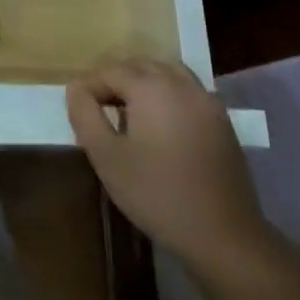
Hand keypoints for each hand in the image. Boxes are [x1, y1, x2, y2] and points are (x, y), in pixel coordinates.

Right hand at [68, 58, 275, 271]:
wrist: (223, 234)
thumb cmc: (157, 194)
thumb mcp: (106, 157)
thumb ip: (85, 115)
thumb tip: (76, 89)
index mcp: (151, 87)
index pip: (109, 71)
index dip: (89, 86)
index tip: (78, 110)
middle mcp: (180, 82)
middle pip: (139, 65)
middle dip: (115, 79)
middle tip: (98, 107)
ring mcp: (206, 99)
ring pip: (166, 72)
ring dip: (143, 82)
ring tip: (128, 110)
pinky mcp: (221, 119)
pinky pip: (187, 90)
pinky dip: (167, 93)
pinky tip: (160, 123)